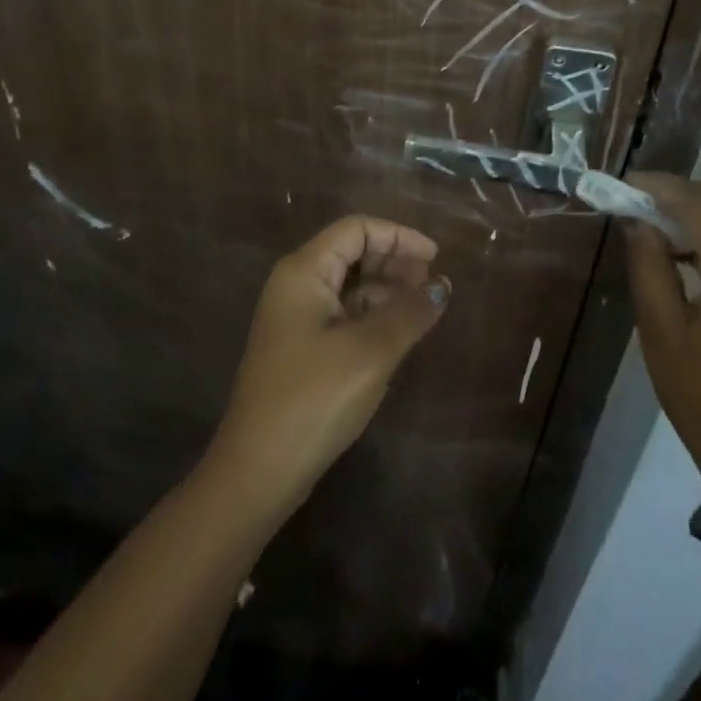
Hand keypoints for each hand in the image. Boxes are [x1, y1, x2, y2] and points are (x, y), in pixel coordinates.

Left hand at [207, 216, 450, 516]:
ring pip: (348, 284)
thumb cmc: (313, 399)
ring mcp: (295, 318)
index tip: (436, 257)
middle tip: (433, 284)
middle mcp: (295, 285)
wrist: (258, 471)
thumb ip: (409, 312)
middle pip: (351, 252)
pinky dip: (372, 314)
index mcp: (304, 272)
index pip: (355, 229)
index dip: (398, 236)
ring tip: (423, 309)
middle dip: (394, 261)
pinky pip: (342, 313)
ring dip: (386, 289)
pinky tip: (398, 332)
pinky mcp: (300, 348)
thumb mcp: (370, 351)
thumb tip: (441, 286)